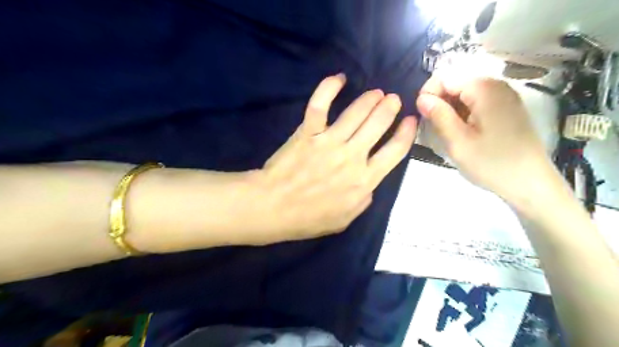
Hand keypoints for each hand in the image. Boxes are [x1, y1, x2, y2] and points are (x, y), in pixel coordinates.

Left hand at [254, 73, 417, 241]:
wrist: (273, 208)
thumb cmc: (308, 218)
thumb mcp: (345, 219)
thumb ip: (364, 200)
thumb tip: (370, 183)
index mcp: (364, 180)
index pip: (395, 151)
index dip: (407, 133)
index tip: (411, 121)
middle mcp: (352, 157)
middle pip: (378, 124)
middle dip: (390, 108)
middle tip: (393, 99)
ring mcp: (329, 142)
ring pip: (356, 112)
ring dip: (370, 99)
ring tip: (377, 92)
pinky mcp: (308, 132)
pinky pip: (320, 104)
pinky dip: (329, 87)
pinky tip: (339, 78)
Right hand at [415, 76, 555, 203]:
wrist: (529, 183)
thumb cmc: (492, 163)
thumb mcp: (458, 141)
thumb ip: (438, 115)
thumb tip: (421, 97)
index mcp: (484, 89)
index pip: (445, 77)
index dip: (428, 94)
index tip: (421, 116)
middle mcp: (496, 85)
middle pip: (455, 84)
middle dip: (439, 102)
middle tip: (433, 128)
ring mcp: (503, 96)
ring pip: (464, 94)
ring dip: (449, 110)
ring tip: (446, 132)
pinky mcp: (505, 108)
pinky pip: (475, 103)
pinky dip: (462, 114)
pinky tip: (461, 132)